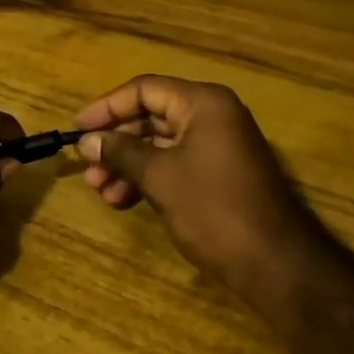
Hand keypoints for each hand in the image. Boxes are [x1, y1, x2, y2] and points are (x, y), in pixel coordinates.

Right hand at [74, 76, 325, 304]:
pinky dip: (150, 177)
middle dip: (117, 142)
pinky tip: (125, 201)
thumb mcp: (160, 178)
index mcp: (203, 103)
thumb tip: (87, 141)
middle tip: (88, 168)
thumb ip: (121, 152)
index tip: (77, 129)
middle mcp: (212, 115)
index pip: (144, 90)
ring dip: (129, 164)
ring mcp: (219, 144)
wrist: (276, 264)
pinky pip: (176, 163)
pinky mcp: (220, 172)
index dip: (107, 108)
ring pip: (161, 143)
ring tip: (103, 192)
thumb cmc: (214, 209)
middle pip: (152, 116)